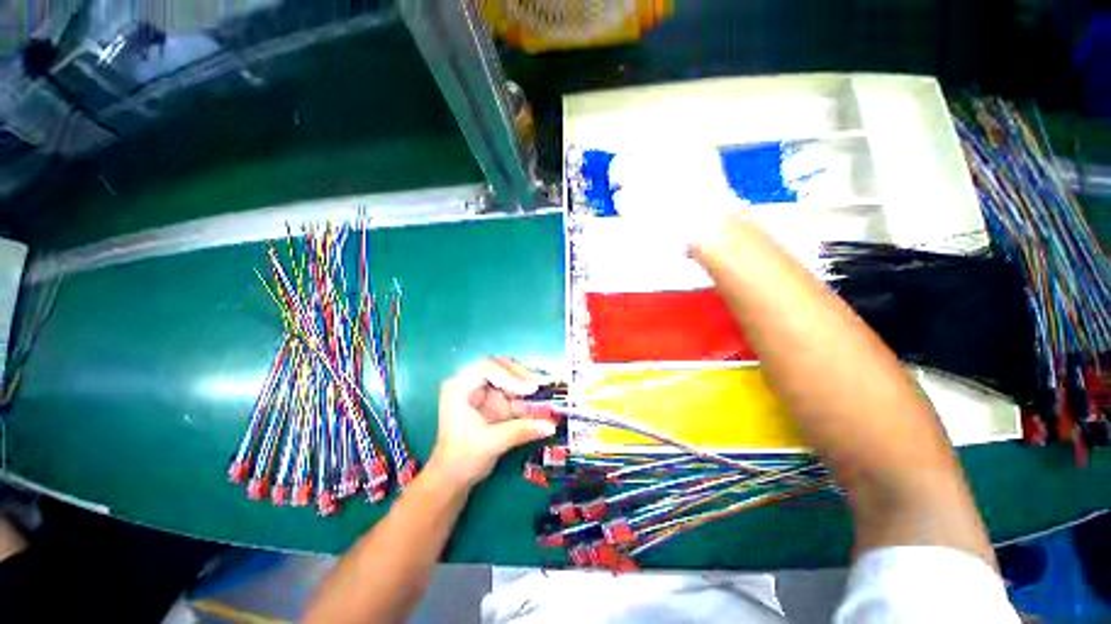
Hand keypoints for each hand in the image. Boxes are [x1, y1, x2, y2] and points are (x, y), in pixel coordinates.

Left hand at [429, 358, 556, 488]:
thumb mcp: (491, 443)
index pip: (486, 368)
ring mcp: (482, 390)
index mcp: (459, 387)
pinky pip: (511, 389)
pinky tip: (537, 399)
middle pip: (499, 366)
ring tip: (543, 389)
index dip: (510, 375)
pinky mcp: (492, 400)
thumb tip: (550, 425)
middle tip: (540, 384)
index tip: (529, 390)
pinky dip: (525, 394)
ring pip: (508, 375)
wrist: (452, 478)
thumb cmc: (462, 459)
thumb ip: (521, 431)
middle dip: (520, 375)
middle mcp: (470, 382)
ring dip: (526, 383)